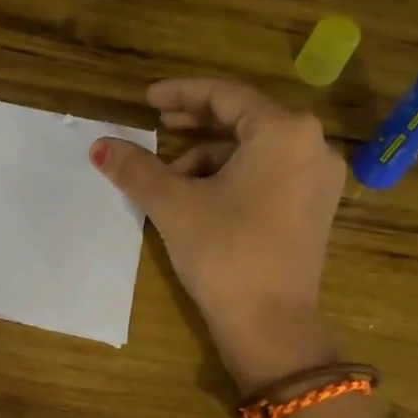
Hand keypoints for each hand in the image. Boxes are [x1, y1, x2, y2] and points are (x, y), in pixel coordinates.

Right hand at [91, 79, 343, 392]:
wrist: (270, 324)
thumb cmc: (224, 252)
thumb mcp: (173, 205)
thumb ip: (136, 168)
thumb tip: (99, 146)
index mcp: (284, 132)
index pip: (225, 96)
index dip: (181, 93)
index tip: (146, 100)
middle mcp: (312, 146)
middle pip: (243, 120)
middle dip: (196, 123)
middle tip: (158, 125)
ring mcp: (318, 180)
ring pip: (253, 151)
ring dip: (208, 158)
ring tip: (170, 182)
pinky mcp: (314, 209)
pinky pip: (268, 175)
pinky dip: (231, 178)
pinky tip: (200, 201)